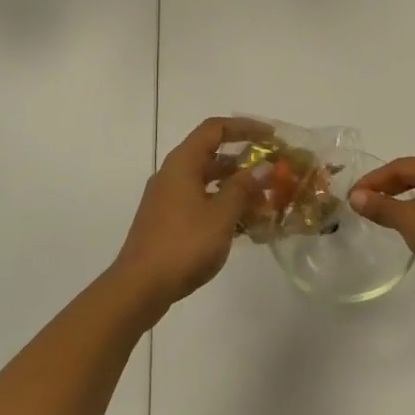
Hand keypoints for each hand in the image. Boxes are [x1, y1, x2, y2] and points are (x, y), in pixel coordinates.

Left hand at [111, 117, 268, 314]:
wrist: (140, 287)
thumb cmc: (184, 244)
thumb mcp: (222, 214)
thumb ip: (244, 187)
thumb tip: (263, 167)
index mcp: (183, 163)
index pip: (215, 128)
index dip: (245, 127)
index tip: (272, 137)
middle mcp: (173, 174)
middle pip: (212, 155)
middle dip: (245, 162)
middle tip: (274, 172)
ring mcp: (168, 199)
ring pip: (208, 182)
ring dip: (237, 188)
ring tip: (266, 202)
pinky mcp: (168, 221)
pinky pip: (201, 202)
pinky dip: (223, 206)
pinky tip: (245, 226)